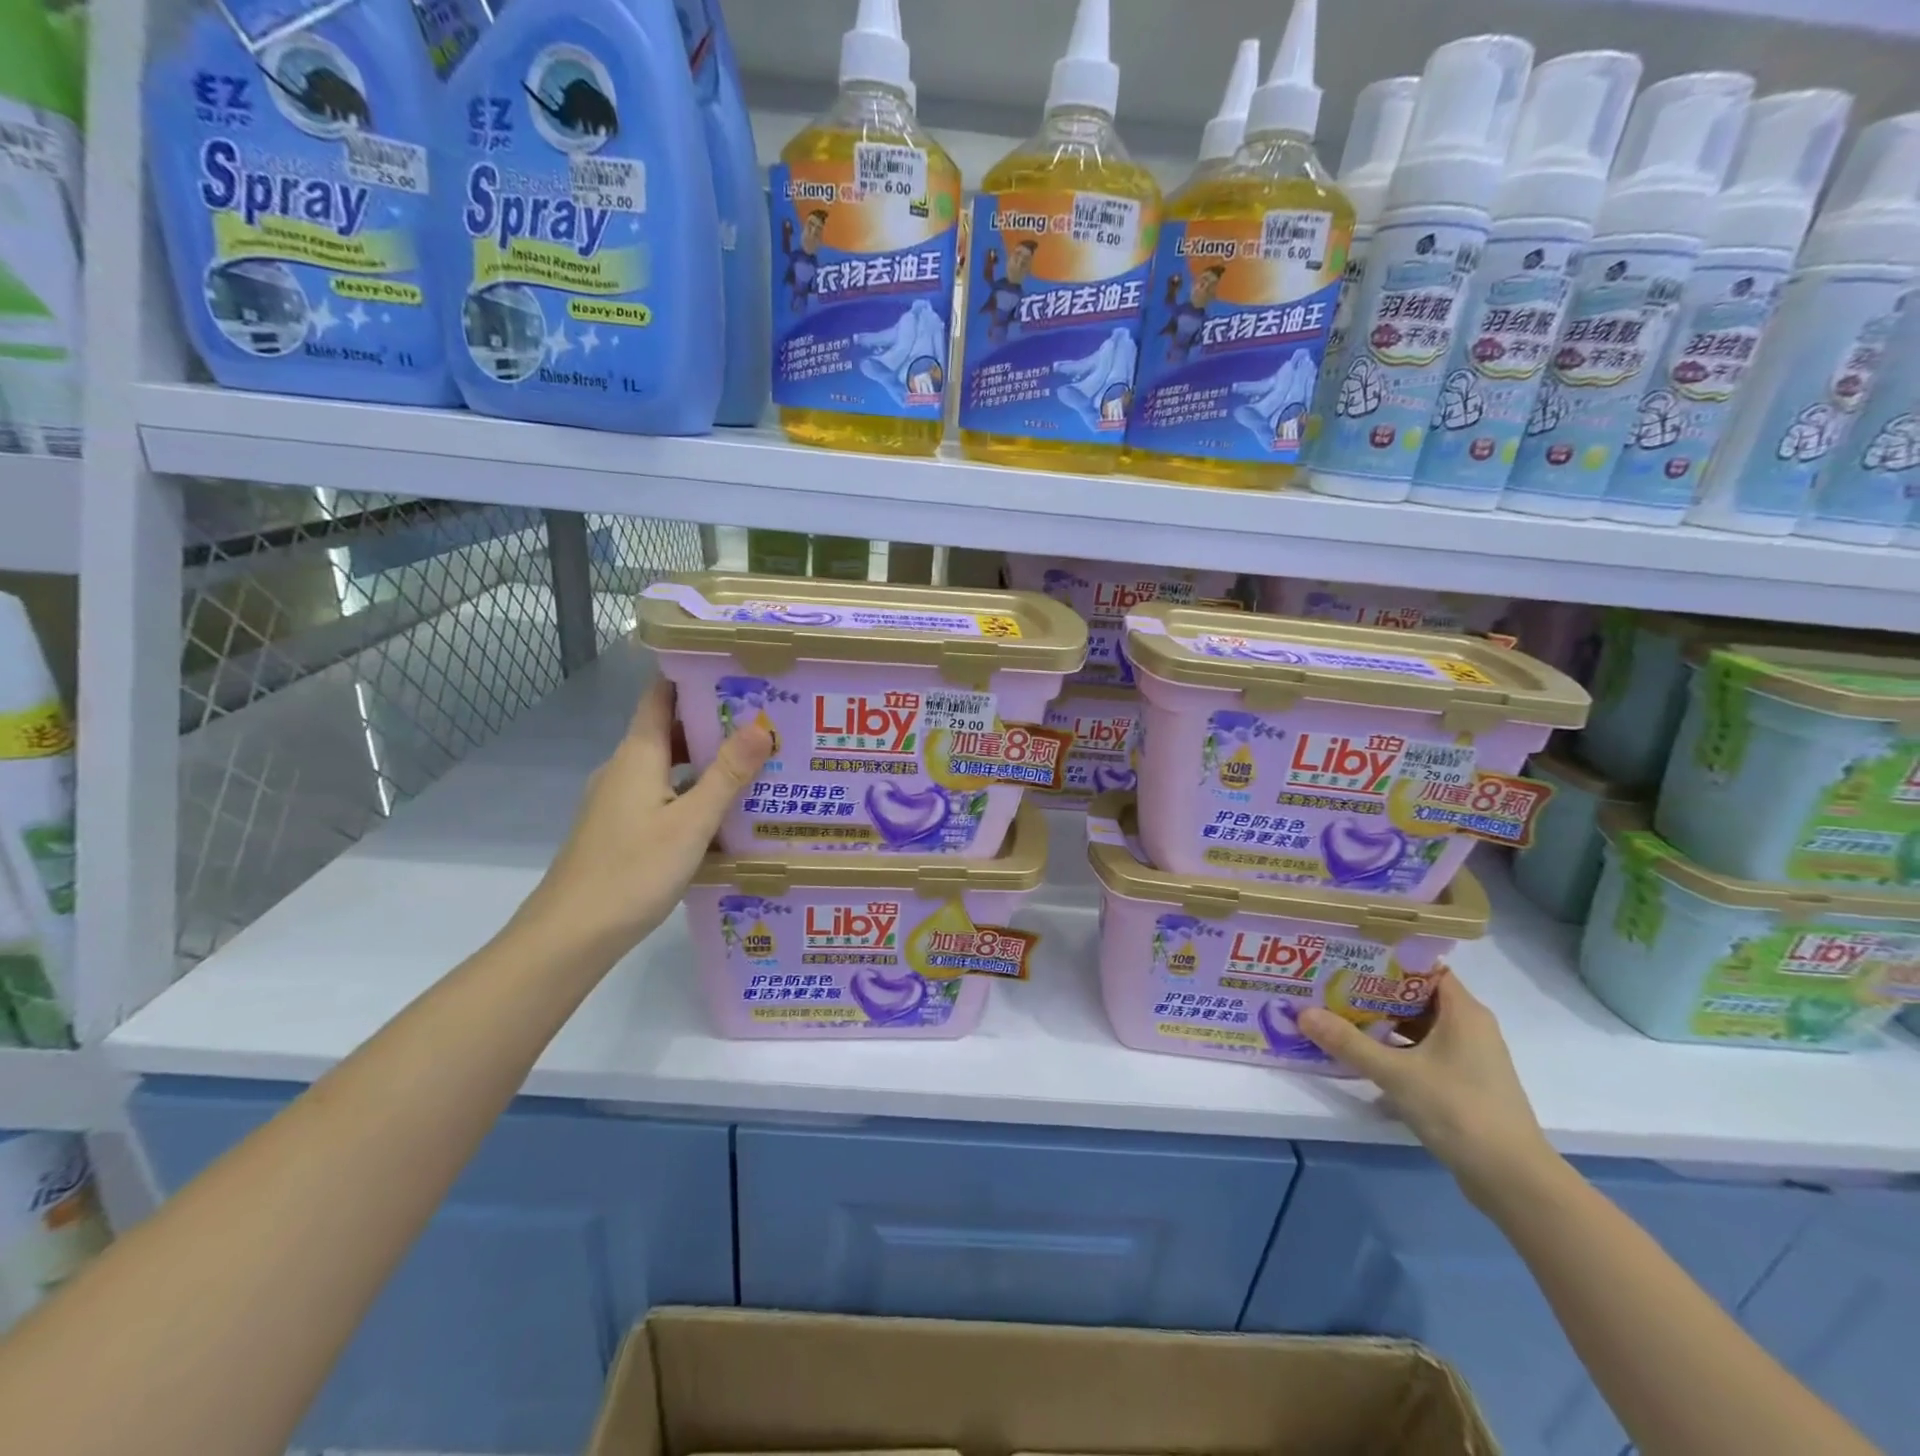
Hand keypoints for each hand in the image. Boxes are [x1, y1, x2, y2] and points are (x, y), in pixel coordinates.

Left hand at [519, 679, 771, 959]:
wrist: (571, 935)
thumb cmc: (633, 871)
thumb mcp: (691, 823)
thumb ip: (727, 774)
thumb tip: (761, 725)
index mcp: (637, 756)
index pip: (661, 696)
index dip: (692, 676)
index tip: (736, 669)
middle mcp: (624, 769)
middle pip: (669, 731)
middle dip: (714, 722)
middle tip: (765, 719)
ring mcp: (618, 801)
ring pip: (667, 767)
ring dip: (706, 761)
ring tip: (755, 762)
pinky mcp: (620, 829)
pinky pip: (662, 796)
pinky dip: (692, 793)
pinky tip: (724, 812)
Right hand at [1299, 975, 1559, 1208]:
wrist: (1514, 1181)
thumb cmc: (1459, 1111)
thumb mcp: (1396, 1074)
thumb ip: (1348, 1042)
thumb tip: (1302, 1012)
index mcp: (1463, 1011)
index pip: (1422, 968)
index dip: (1385, 958)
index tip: (1346, 955)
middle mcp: (1469, 1027)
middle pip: (1415, 996)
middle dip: (1372, 990)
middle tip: (1329, 983)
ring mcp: (1467, 1057)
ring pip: (1417, 1025)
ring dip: (1380, 1021)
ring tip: (1336, 1013)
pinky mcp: (1461, 1082)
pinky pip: (1421, 1050)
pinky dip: (1393, 1048)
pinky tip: (1361, 1053)